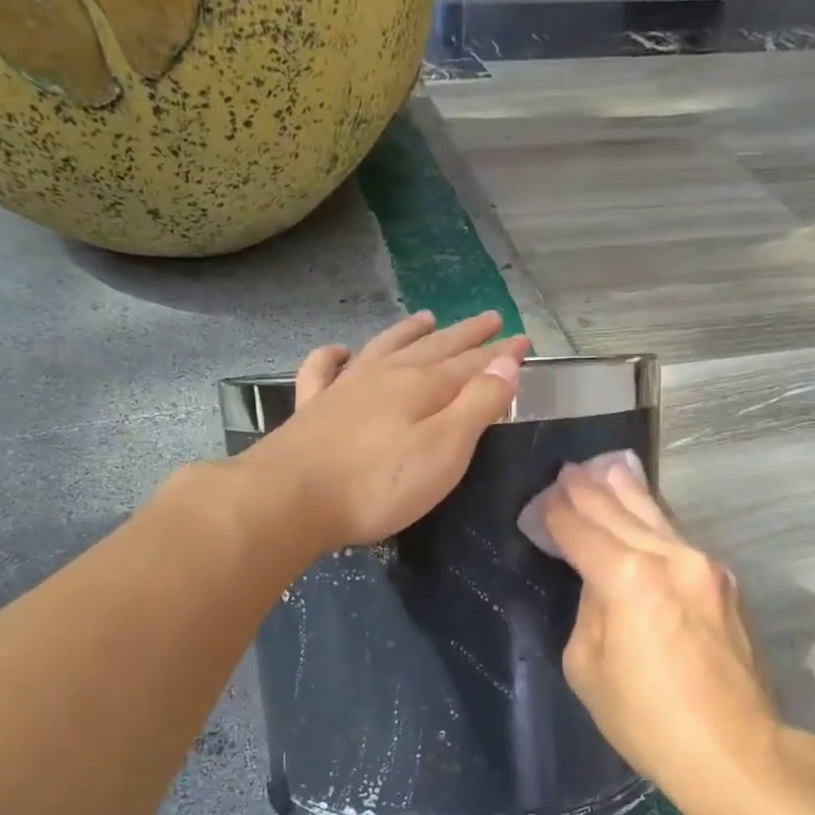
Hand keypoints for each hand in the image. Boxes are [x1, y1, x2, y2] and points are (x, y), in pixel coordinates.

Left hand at [249, 311, 530, 548]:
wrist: (290, 498)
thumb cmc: (378, 484)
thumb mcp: (444, 450)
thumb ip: (477, 406)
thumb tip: (506, 364)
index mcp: (421, 387)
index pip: (471, 364)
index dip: (499, 355)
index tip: (523, 341)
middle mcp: (384, 376)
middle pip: (433, 348)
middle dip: (465, 335)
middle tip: (489, 318)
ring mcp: (344, 389)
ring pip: (384, 348)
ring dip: (409, 332)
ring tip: (428, 317)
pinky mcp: (311, 410)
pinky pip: (322, 370)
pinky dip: (332, 356)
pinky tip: (339, 351)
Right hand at [539, 456, 782, 793]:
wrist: (734, 749)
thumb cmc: (646, 719)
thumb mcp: (587, 666)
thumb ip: (589, 609)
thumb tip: (599, 582)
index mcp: (628, 579)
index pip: (581, 531)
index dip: (555, 515)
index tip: (539, 503)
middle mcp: (670, 557)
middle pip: (619, 512)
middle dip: (587, 491)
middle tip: (567, 471)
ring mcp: (705, 565)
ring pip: (656, 516)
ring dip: (625, 491)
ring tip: (604, 468)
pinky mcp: (725, 581)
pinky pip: (678, 538)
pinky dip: (653, 520)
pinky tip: (644, 509)